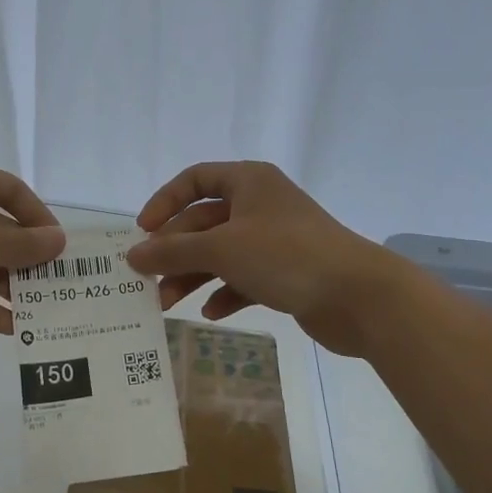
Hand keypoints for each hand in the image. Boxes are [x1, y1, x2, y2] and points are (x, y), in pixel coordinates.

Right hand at [125, 161, 391, 355]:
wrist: (359, 296)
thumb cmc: (286, 256)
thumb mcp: (222, 249)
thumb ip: (173, 251)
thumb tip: (132, 254)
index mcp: (249, 182)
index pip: (195, 179)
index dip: (165, 202)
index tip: (143, 231)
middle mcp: (261, 205)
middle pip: (204, 222)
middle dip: (175, 252)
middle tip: (148, 281)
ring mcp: (275, 240)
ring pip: (221, 253)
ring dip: (193, 276)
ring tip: (168, 305)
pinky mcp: (286, 273)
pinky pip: (244, 278)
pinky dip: (225, 292)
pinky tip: (212, 312)